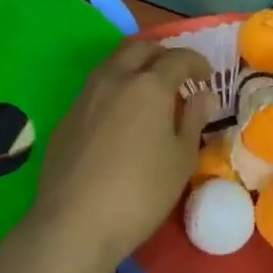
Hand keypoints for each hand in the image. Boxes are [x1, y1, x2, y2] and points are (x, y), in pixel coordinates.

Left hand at [23, 37, 211, 272]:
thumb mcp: (181, 160)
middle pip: (140, 48)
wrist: (73, 224)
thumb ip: (193, 120)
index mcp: (149, 85)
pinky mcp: (67, 117)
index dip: (197, 63)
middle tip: (177, 76)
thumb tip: (203, 95)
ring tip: (149, 93)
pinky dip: (115, 89)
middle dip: (162, 55)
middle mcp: (115, 79)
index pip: (178, 58)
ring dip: (135, 67)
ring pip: (113, 64)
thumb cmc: (140, 193)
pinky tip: (121, 118)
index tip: (206, 77)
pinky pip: (96, 88)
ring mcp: (85, 96)